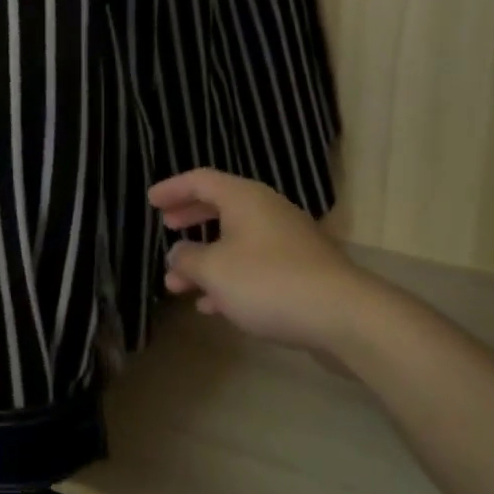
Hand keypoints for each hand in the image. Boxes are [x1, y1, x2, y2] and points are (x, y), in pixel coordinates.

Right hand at [149, 169, 375, 355]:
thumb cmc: (268, 281)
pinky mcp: (300, 270)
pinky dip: (230, 278)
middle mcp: (266, 210)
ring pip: (236, 241)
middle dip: (190, 218)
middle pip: (220, 206)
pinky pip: (254, 265)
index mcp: (244, 198)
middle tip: (167, 227)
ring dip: (206, 259)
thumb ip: (188, 259)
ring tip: (178, 284)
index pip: (201, 180)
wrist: (342, 314)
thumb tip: (177, 253)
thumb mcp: (215, 270)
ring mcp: (286, 240)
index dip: (173, 188)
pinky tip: (214, 306)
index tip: (151, 201)